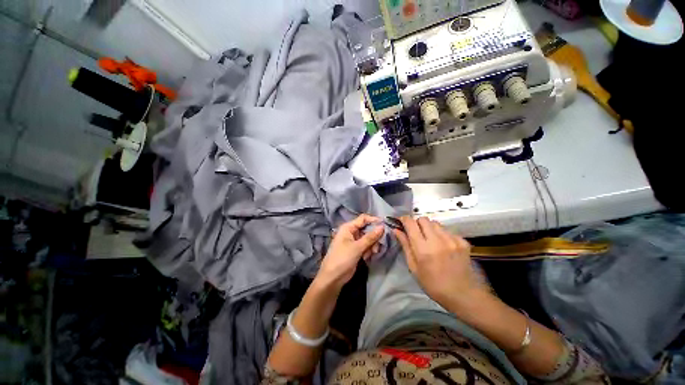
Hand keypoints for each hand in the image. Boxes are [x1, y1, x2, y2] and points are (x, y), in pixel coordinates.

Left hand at [316, 214, 384, 289]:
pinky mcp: (356, 250)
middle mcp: (351, 232)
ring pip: (368, 238)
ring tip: (373, 253)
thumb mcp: (357, 247)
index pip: (363, 219)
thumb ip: (370, 237)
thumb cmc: (343, 258)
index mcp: (348, 227)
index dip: (374, 220)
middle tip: (380, 244)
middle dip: (374, 236)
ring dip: (372, 245)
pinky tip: (367, 257)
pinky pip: (366, 246)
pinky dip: (368, 250)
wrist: (333, 277)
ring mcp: (353, 241)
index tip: (385, 225)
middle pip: (367, 229)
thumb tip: (382, 226)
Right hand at [394, 216, 485, 307]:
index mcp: (423, 249)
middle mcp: (438, 240)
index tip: (401, 222)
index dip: (404, 219)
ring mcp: (452, 240)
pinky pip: (447, 230)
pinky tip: (444, 246)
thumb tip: (396, 230)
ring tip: (430, 240)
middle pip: (423, 219)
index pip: (411, 223)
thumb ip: (405, 245)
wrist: (463, 295)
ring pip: (436, 223)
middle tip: (416, 233)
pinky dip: (442, 235)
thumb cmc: (433, 284)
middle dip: (417, 223)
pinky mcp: (463, 242)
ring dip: (429, 228)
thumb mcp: (414, 267)